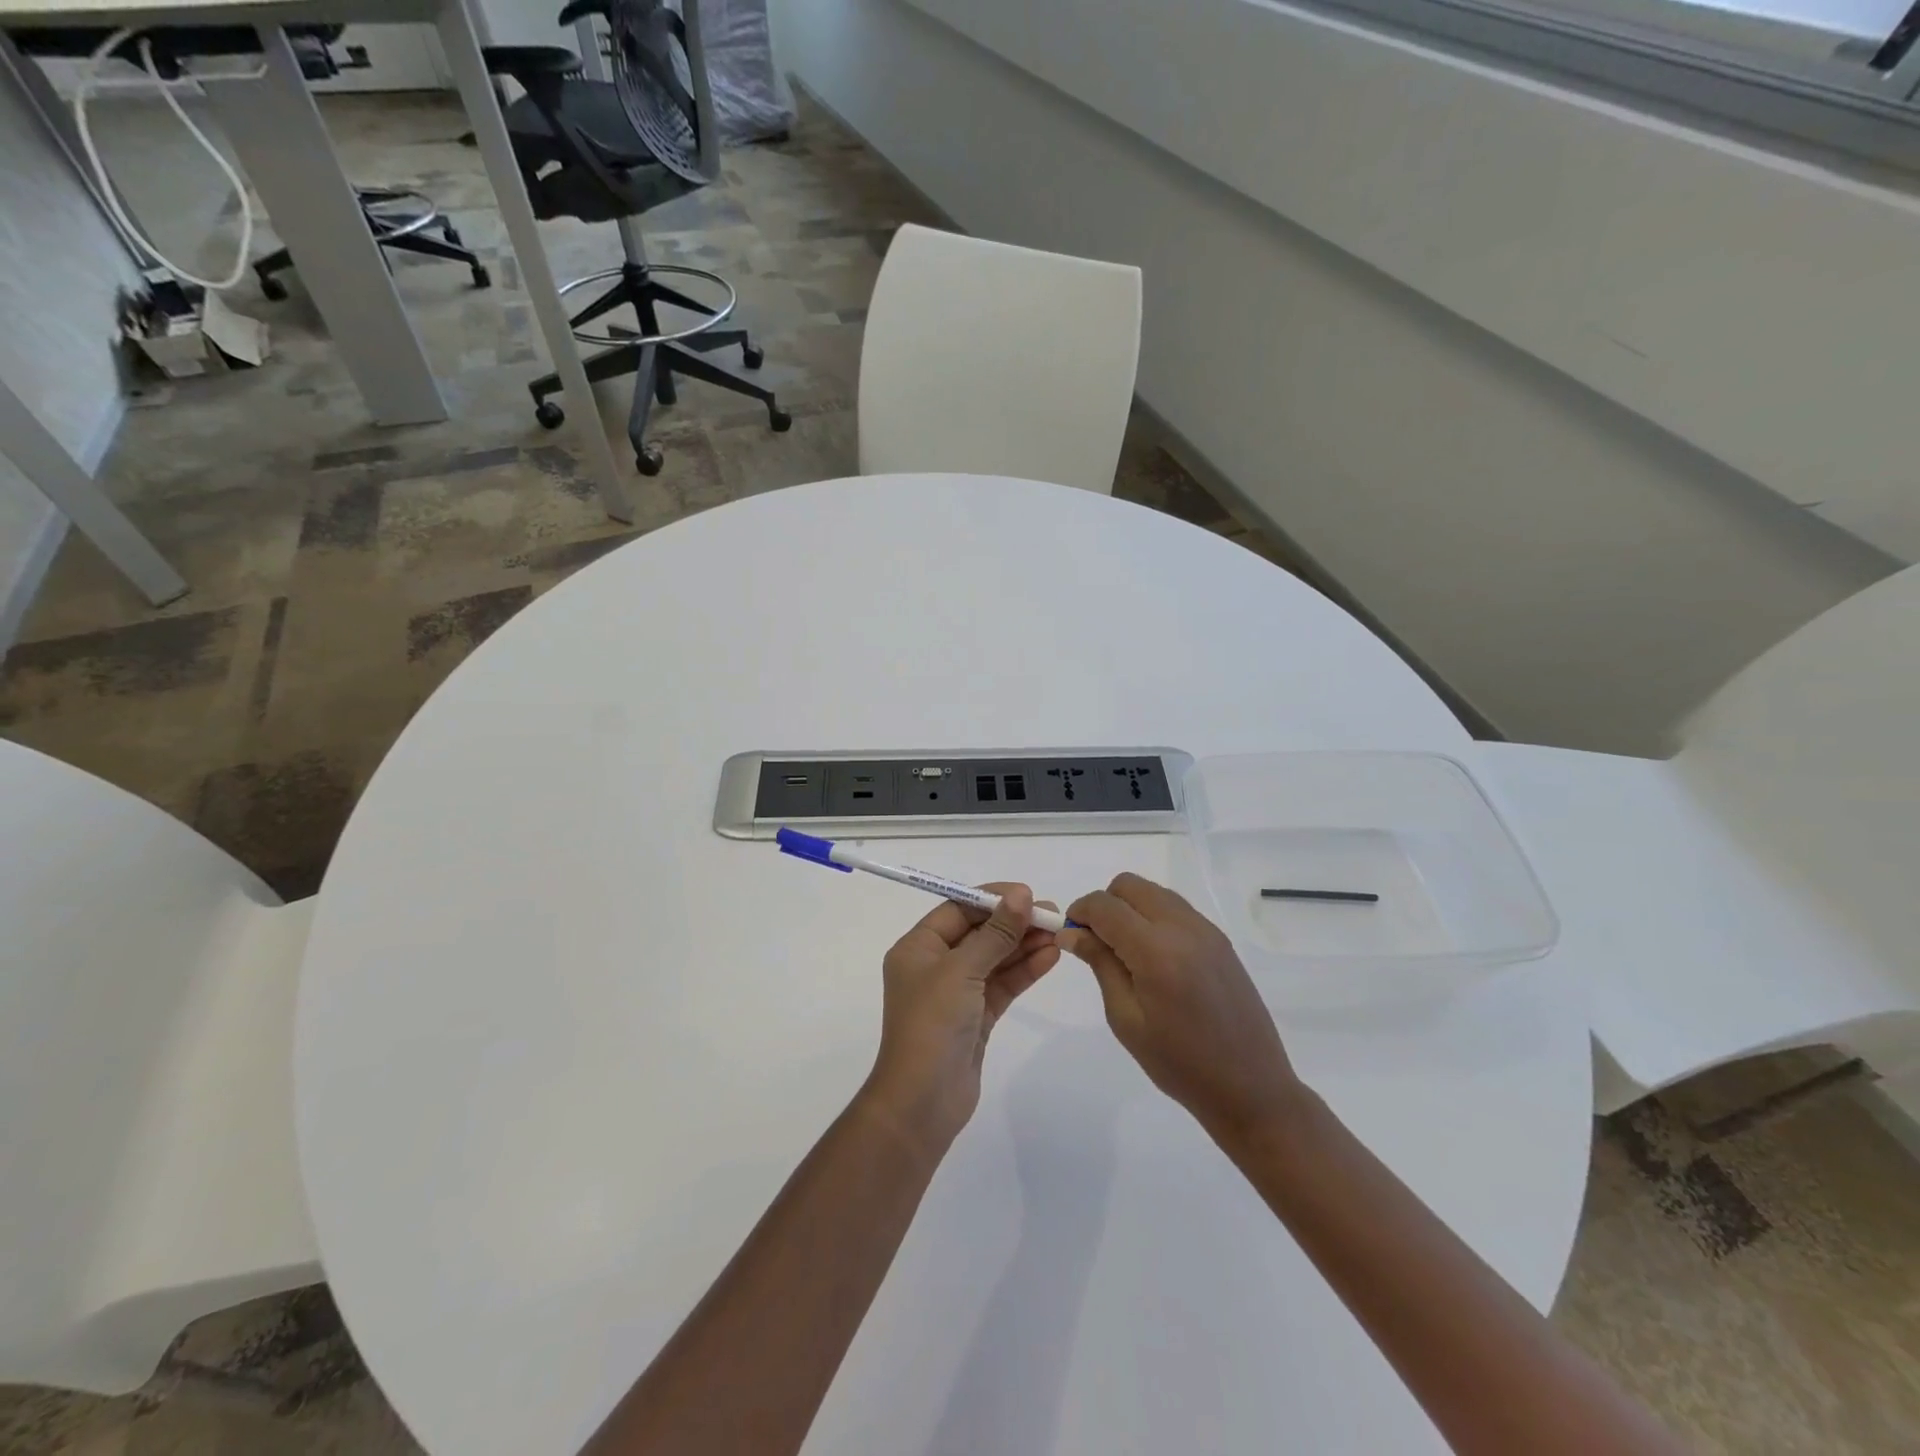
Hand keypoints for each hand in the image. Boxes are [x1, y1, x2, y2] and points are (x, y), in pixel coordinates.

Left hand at [864, 884, 1060, 1154]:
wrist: (922, 1102)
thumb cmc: (932, 1025)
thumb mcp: (962, 971)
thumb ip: (995, 934)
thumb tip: (1021, 895)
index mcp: (918, 948)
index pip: (957, 909)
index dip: (992, 899)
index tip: (1028, 894)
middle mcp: (934, 966)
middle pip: (979, 933)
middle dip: (1014, 923)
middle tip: (1052, 915)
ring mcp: (956, 993)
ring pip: (994, 959)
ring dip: (1023, 946)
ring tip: (1058, 934)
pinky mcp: (975, 1018)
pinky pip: (1002, 985)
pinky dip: (1024, 971)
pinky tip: (1050, 958)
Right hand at [1060, 873, 1303, 1149]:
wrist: (1251, 1087)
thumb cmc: (1179, 1064)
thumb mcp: (1126, 1019)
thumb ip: (1100, 964)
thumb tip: (1071, 932)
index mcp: (1156, 951)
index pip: (1105, 906)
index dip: (1080, 912)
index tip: (1069, 934)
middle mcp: (1182, 928)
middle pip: (1129, 885)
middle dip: (1105, 904)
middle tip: (1096, 941)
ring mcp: (1206, 930)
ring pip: (1153, 892)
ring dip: (1130, 908)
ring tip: (1124, 951)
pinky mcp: (1220, 939)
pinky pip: (1176, 908)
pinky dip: (1154, 917)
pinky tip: (1153, 957)